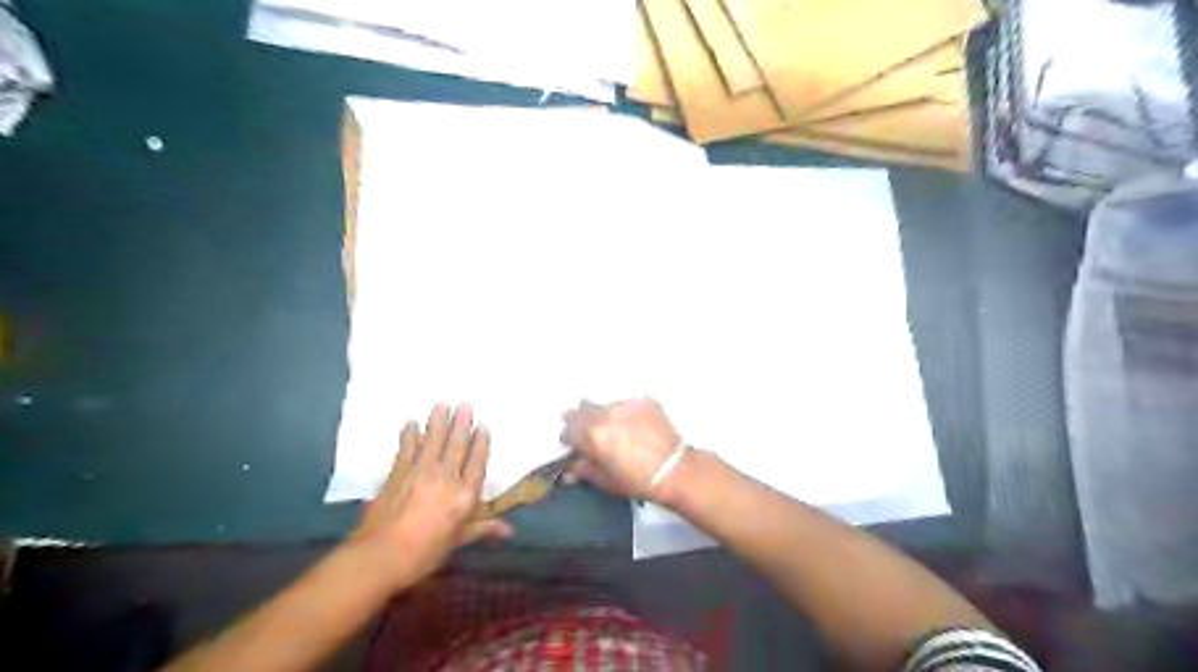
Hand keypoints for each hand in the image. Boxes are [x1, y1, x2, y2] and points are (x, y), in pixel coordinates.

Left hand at [351, 403, 508, 590]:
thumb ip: (483, 529)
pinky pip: (407, 448)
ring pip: (433, 440)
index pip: (476, 462)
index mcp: (465, 494)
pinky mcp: (398, 472)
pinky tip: (411, 424)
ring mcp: (420, 472)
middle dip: (462, 423)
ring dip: (439, 421)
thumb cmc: (425, 553)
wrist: (380, 556)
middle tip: (465, 404)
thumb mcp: (457, 541)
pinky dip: (410, 435)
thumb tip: (509, 531)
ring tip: (443, 404)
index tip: (483, 426)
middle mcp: (446, 477)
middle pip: (457, 445)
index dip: (481, 442)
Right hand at [560, 399, 682, 504]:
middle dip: (580, 419)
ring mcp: (626, 405)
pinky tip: (633, 425)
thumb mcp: (606, 480)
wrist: (675, 470)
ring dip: (604, 414)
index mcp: (592, 435)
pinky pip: (626, 404)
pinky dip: (625, 413)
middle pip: (582, 409)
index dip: (568, 437)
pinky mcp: (643, 401)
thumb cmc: (637, 481)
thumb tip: (570, 467)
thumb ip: (584, 469)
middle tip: (587, 430)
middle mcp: (605, 414)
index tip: (572, 443)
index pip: (568, 429)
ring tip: (615, 428)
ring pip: (605, 406)